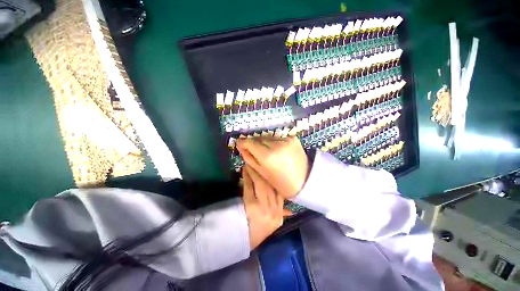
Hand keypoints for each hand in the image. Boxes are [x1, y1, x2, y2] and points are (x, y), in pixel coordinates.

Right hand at [237, 136, 308, 198]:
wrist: (307, 180)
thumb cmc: (283, 183)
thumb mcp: (263, 174)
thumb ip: (250, 159)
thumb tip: (241, 147)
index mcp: (268, 156)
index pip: (250, 142)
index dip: (242, 142)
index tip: (239, 143)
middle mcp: (276, 144)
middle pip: (258, 138)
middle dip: (253, 143)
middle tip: (252, 150)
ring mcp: (286, 139)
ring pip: (267, 137)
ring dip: (263, 142)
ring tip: (265, 151)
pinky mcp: (293, 137)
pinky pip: (277, 138)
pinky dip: (273, 142)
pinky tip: (276, 150)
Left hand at [242, 166, 285, 249]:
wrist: (242, 240)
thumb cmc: (258, 230)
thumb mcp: (274, 223)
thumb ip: (282, 213)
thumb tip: (291, 209)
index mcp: (279, 213)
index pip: (280, 193)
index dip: (275, 179)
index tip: (270, 169)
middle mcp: (273, 209)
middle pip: (271, 186)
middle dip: (265, 172)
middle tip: (260, 161)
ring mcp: (262, 207)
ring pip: (262, 184)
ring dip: (256, 172)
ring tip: (252, 162)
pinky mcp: (250, 205)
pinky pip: (250, 187)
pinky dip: (247, 178)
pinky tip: (245, 170)